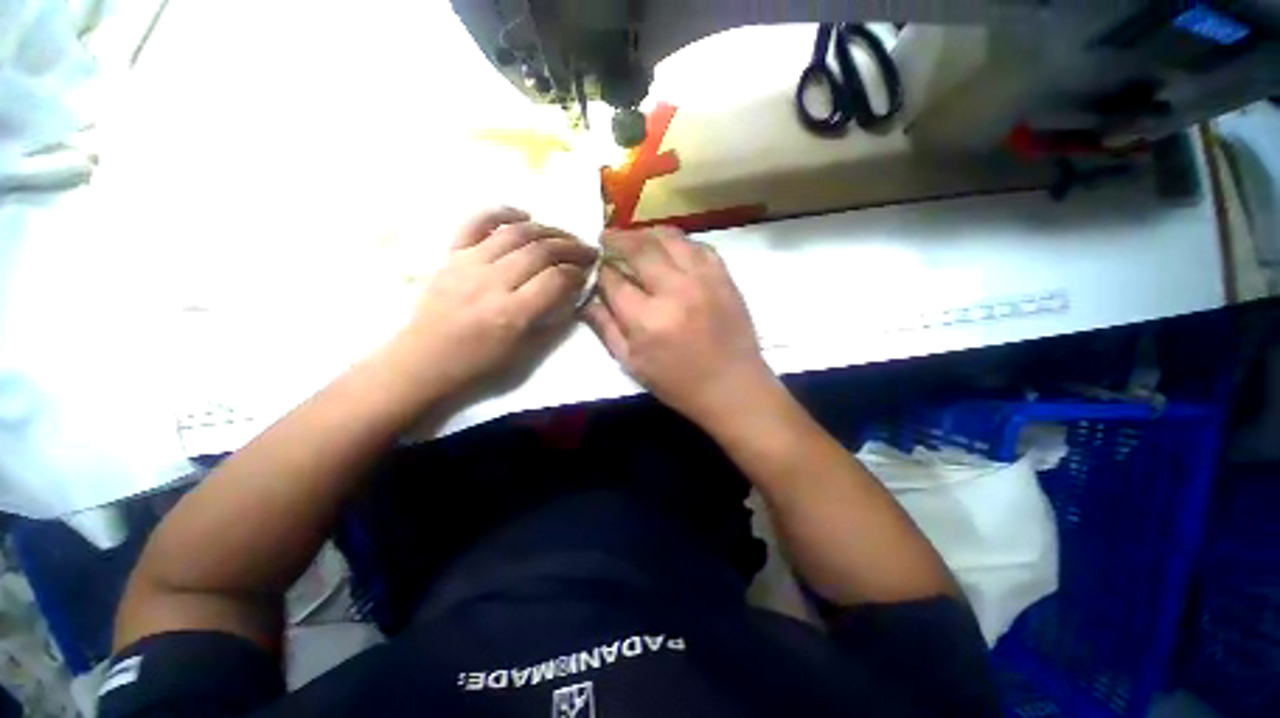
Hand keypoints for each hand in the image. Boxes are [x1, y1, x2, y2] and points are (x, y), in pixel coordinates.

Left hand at [389, 208, 596, 402]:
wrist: (424, 361)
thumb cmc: (479, 364)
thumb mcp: (524, 352)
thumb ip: (551, 319)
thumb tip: (571, 291)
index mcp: (511, 314)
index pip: (555, 280)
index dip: (577, 273)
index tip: (588, 273)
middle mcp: (491, 283)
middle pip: (540, 251)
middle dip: (571, 248)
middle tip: (587, 251)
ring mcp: (468, 264)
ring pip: (515, 233)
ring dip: (547, 230)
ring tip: (564, 236)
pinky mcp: (451, 255)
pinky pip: (475, 223)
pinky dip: (501, 213)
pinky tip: (524, 214)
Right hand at [584, 227, 777, 426]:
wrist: (732, 386)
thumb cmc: (677, 383)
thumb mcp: (632, 364)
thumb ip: (606, 328)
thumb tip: (588, 299)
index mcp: (647, 320)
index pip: (613, 280)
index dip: (600, 270)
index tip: (595, 266)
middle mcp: (674, 291)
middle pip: (639, 248)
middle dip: (617, 239)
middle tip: (606, 236)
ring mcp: (703, 280)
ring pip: (670, 238)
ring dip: (646, 232)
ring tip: (635, 237)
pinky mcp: (724, 277)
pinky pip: (699, 246)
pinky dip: (680, 242)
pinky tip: (671, 249)